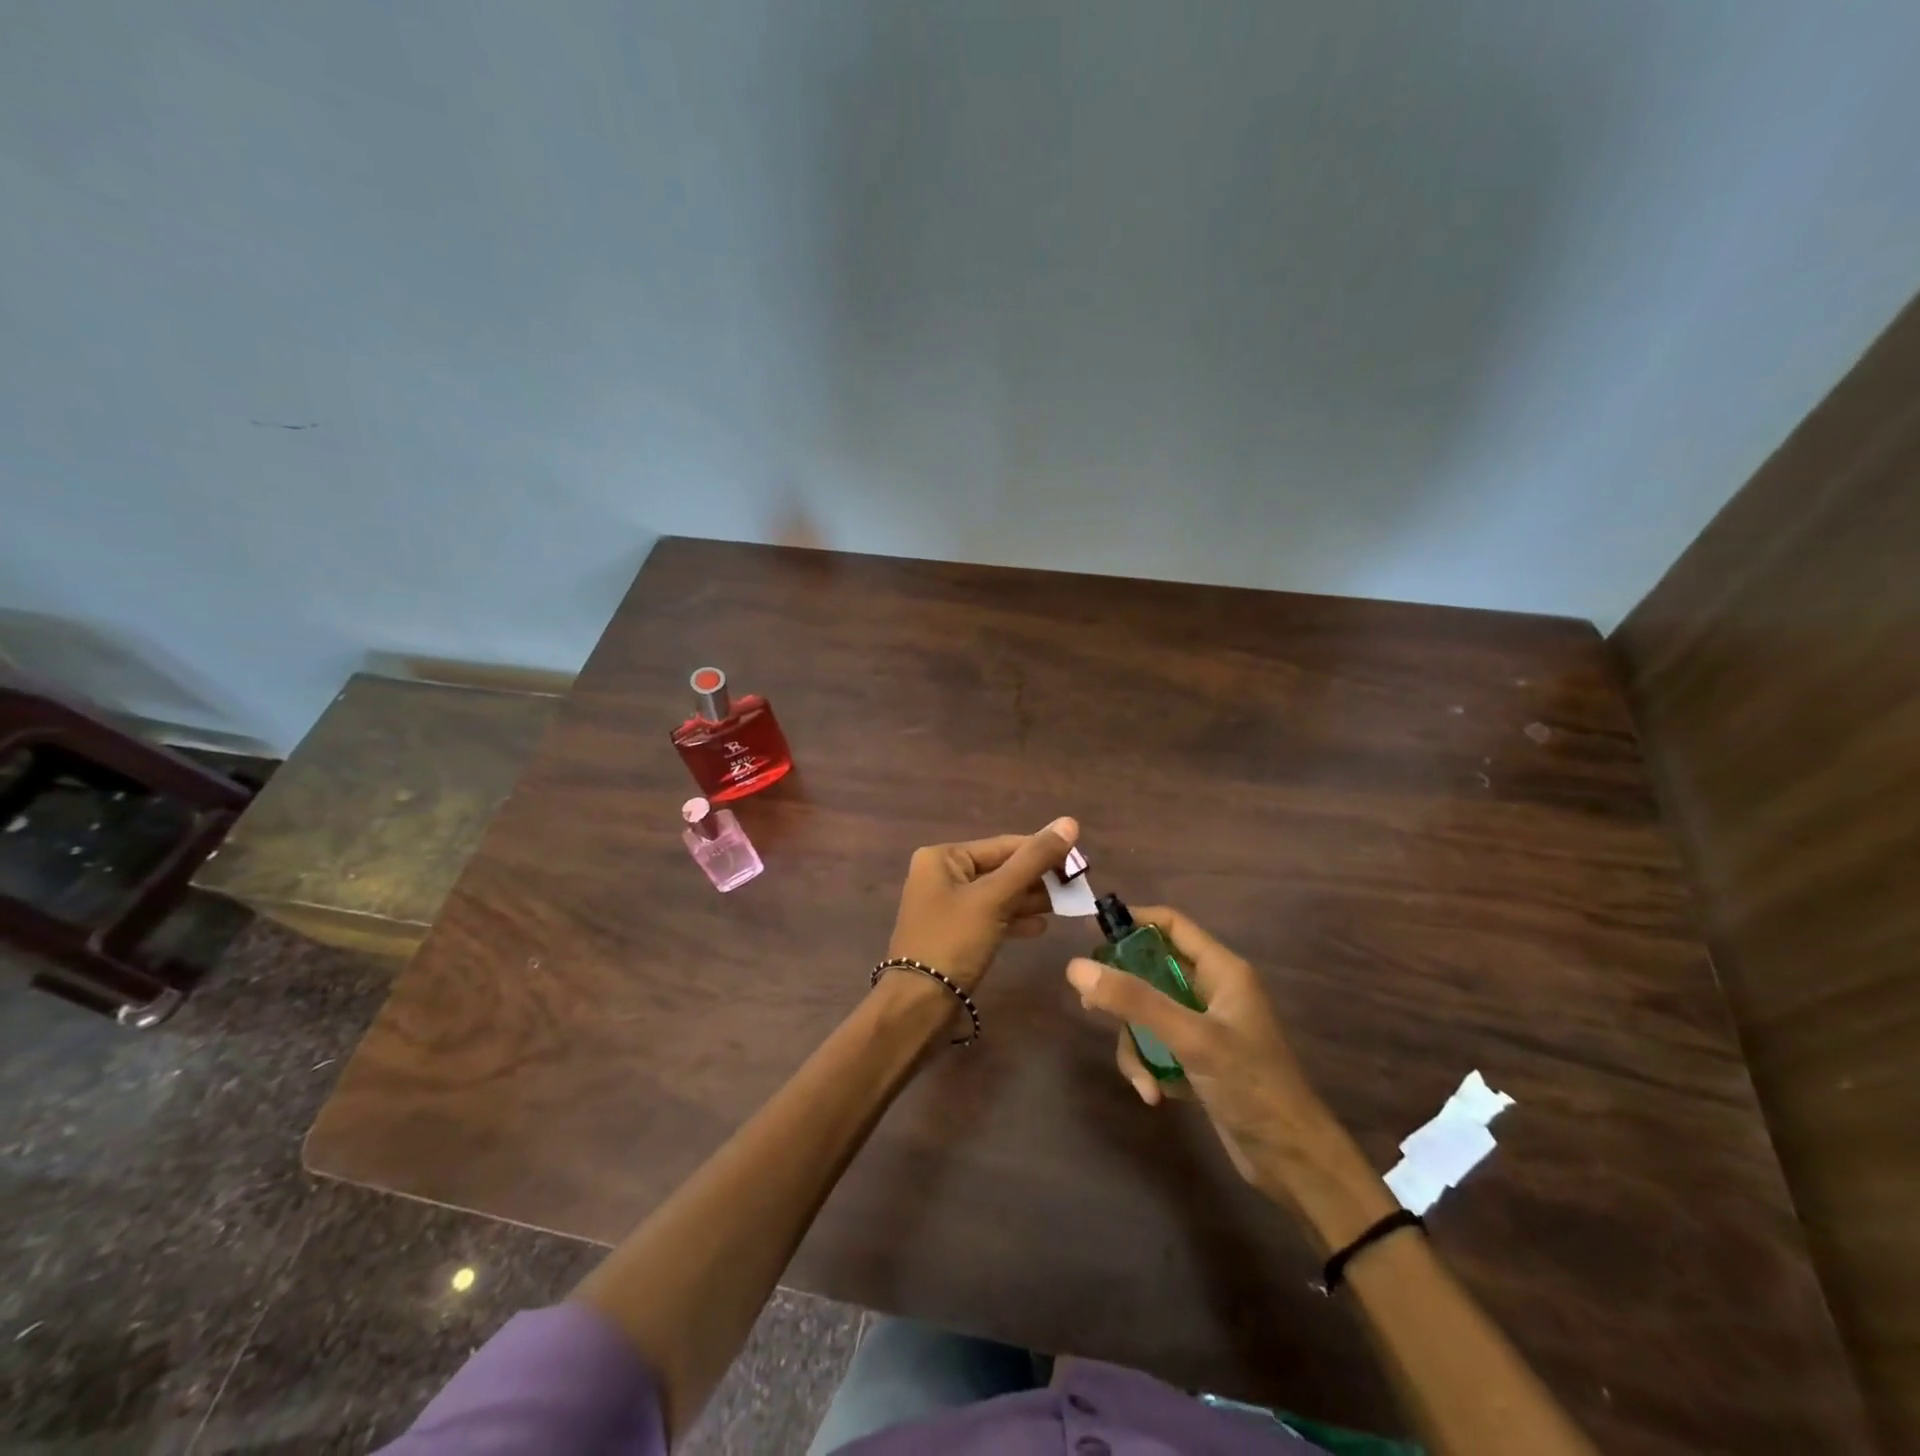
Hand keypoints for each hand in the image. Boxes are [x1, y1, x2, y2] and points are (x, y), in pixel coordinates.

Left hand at [888, 817, 1078, 990]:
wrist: (919, 1004)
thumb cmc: (953, 941)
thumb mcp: (995, 897)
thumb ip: (1033, 860)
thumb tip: (1069, 822)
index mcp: (943, 857)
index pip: (1003, 845)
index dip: (1043, 851)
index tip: (1079, 862)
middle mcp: (941, 875)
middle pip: (1001, 868)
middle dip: (1038, 878)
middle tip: (1076, 886)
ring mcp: (947, 906)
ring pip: (998, 894)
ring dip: (1030, 899)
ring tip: (1066, 905)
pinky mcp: (955, 933)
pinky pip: (991, 917)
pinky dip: (1014, 919)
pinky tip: (1041, 927)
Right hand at [1066, 907, 1336, 1195]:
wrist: (1293, 1161)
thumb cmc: (1249, 1084)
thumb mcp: (1189, 1037)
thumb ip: (1134, 1000)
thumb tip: (1075, 966)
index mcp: (1221, 970)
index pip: (1170, 924)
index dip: (1131, 922)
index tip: (1089, 935)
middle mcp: (1212, 991)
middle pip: (1151, 970)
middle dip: (1122, 992)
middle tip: (1089, 1005)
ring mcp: (1204, 1026)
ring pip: (1148, 1014)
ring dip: (1136, 1044)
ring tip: (1142, 1077)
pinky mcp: (1198, 1059)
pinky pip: (1157, 1046)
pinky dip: (1149, 1066)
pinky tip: (1155, 1096)